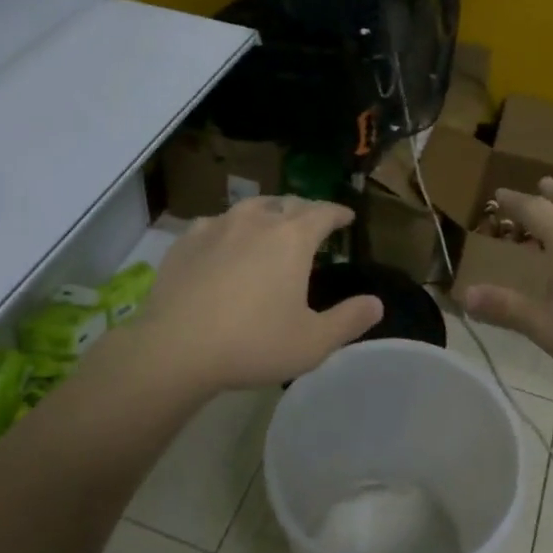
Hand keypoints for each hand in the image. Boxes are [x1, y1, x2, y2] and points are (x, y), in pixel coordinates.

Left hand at [125, 198, 381, 394]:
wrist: (175, 348)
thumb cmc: (253, 343)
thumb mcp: (313, 342)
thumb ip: (349, 320)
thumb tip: (377, 303)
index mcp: (292, 238)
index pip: (323, 212)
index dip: (338, 213)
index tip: (346, 217)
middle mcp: (256, 221)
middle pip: (287, 203)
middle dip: (305, 209)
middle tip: (313, 221)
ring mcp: (217, 227)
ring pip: (250, 207)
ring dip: (267, 212)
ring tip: (271, 223)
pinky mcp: (185, 241)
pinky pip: (215, 223)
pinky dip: (229, 227)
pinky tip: (224, 241)